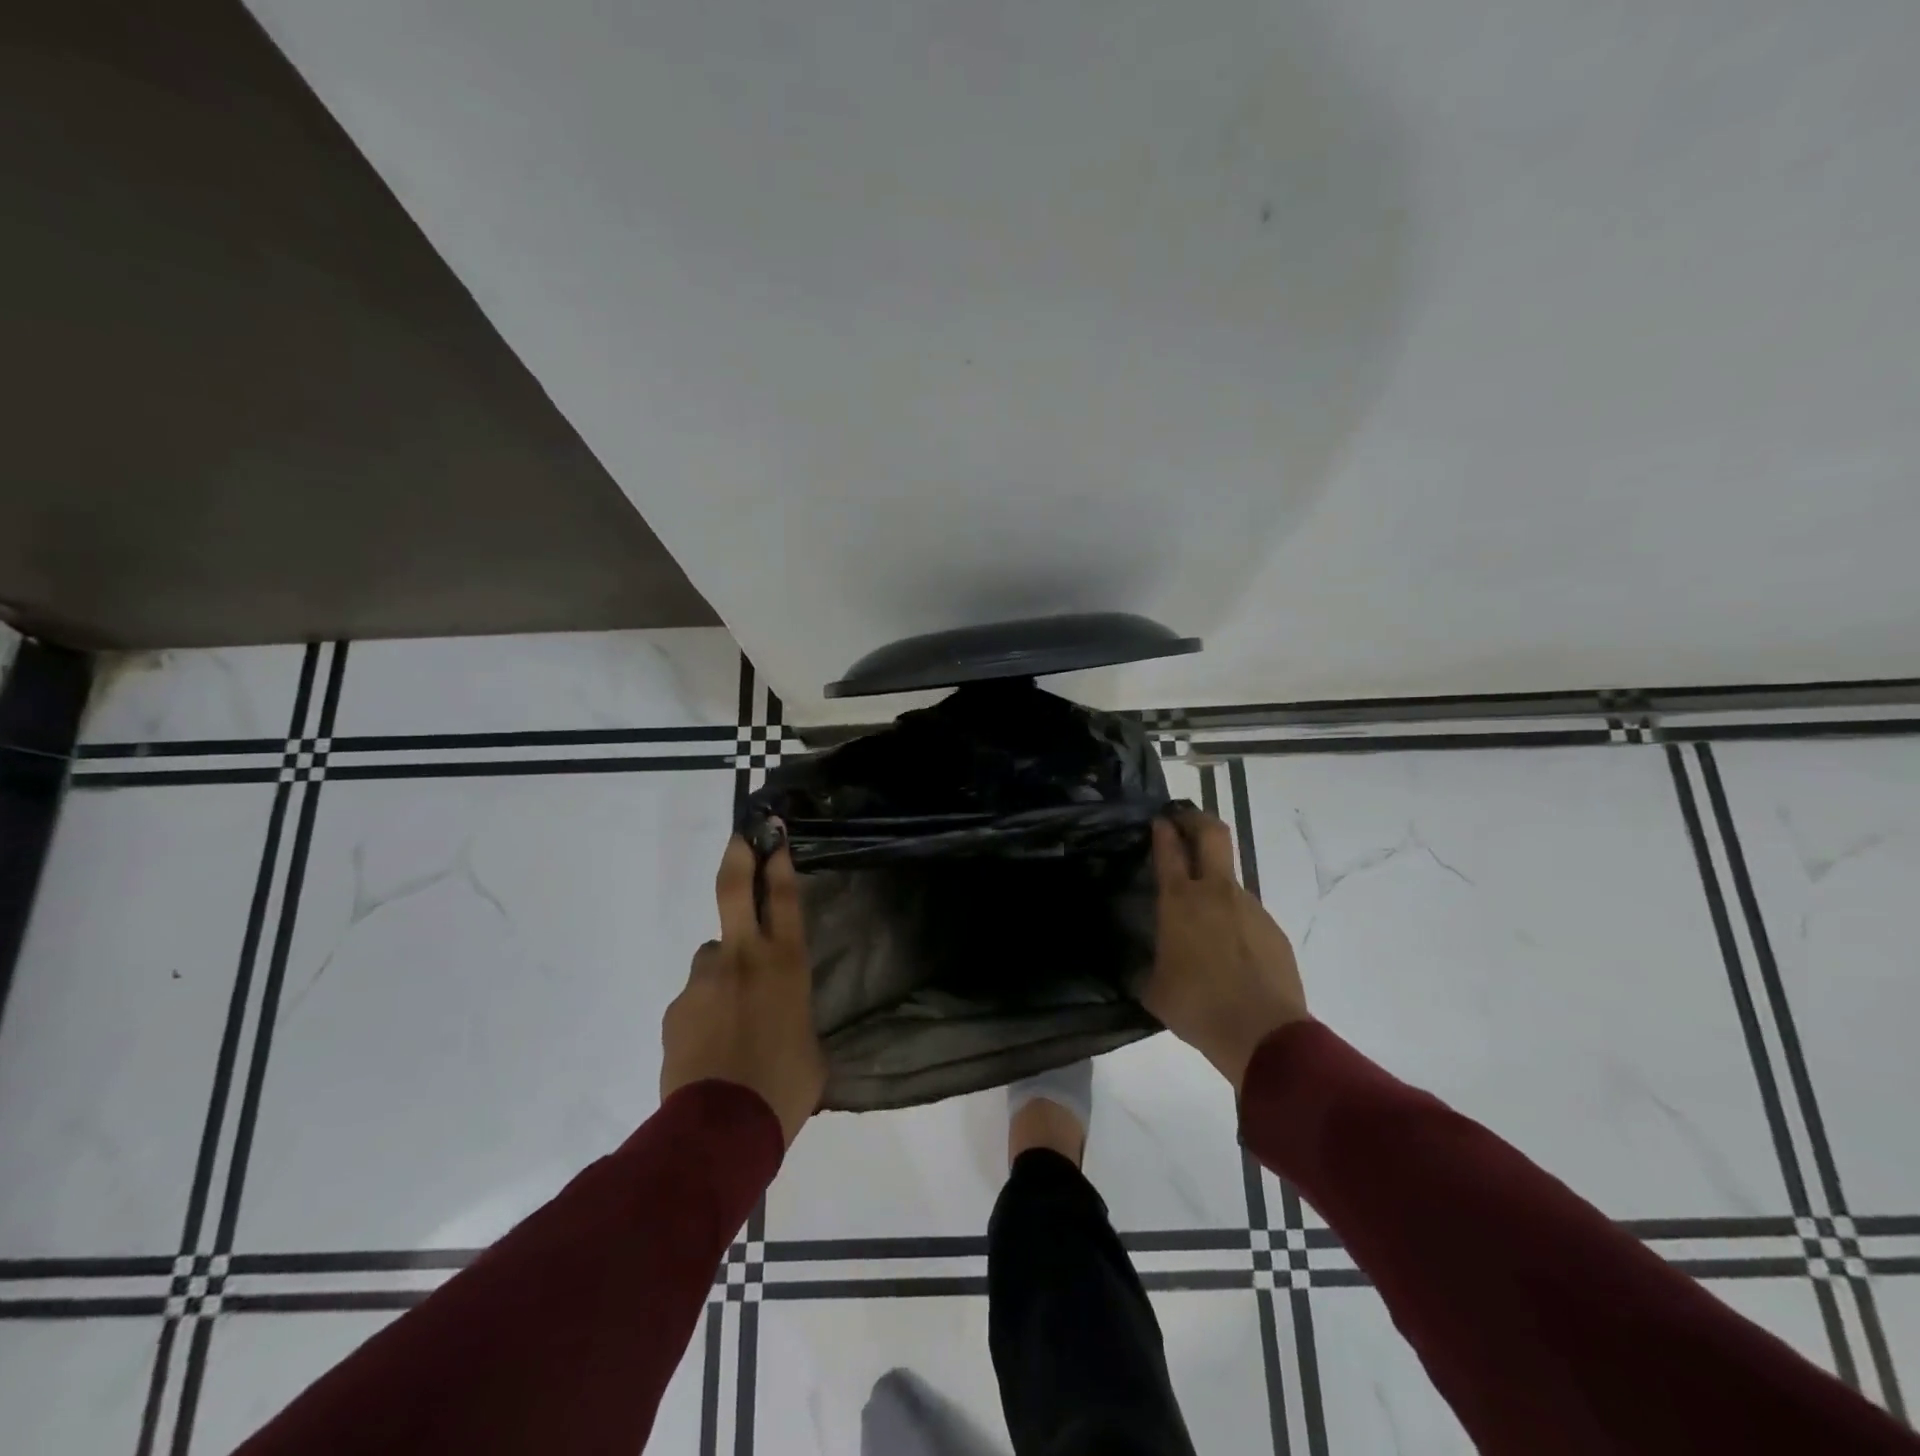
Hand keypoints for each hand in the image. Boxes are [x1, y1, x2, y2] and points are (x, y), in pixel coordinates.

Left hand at [660, 832, 825, 1144]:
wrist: (722, 1130)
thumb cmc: (784, 1088)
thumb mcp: (810, 1048)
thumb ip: (796, 1017)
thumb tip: (786, 1019)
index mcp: (786, 964)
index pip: (783, 897)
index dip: (778, 860)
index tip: (773, 834)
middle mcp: (743, 958)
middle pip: (734, 889)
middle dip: (739, 855)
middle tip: (741, 838)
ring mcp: (705, 979)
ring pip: (712, 956)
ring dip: (722, 972)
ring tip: (729, 1019)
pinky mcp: (676, 1007)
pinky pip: (694, 997)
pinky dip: (703, 1010)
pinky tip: (709, 1047)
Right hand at [1142, 806, 1309, 1089]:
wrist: (1263, 1033)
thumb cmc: (1197, 1007)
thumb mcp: (1154, 988)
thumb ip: (1145, 965)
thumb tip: (1138, 963)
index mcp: (1180, 902)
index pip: (1169, 849)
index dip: (1163, 830)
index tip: (1159, 820)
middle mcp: (1215, 893)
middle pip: (1212, 834)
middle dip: (1196, 819)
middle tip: (1184, 820)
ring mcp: (1250, 907)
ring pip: (1229, 878)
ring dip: (1214, 882)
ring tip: (1203, 917)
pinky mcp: (1272, 928)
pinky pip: (1247, 913)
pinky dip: (1233, 919)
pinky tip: (1228, 951)